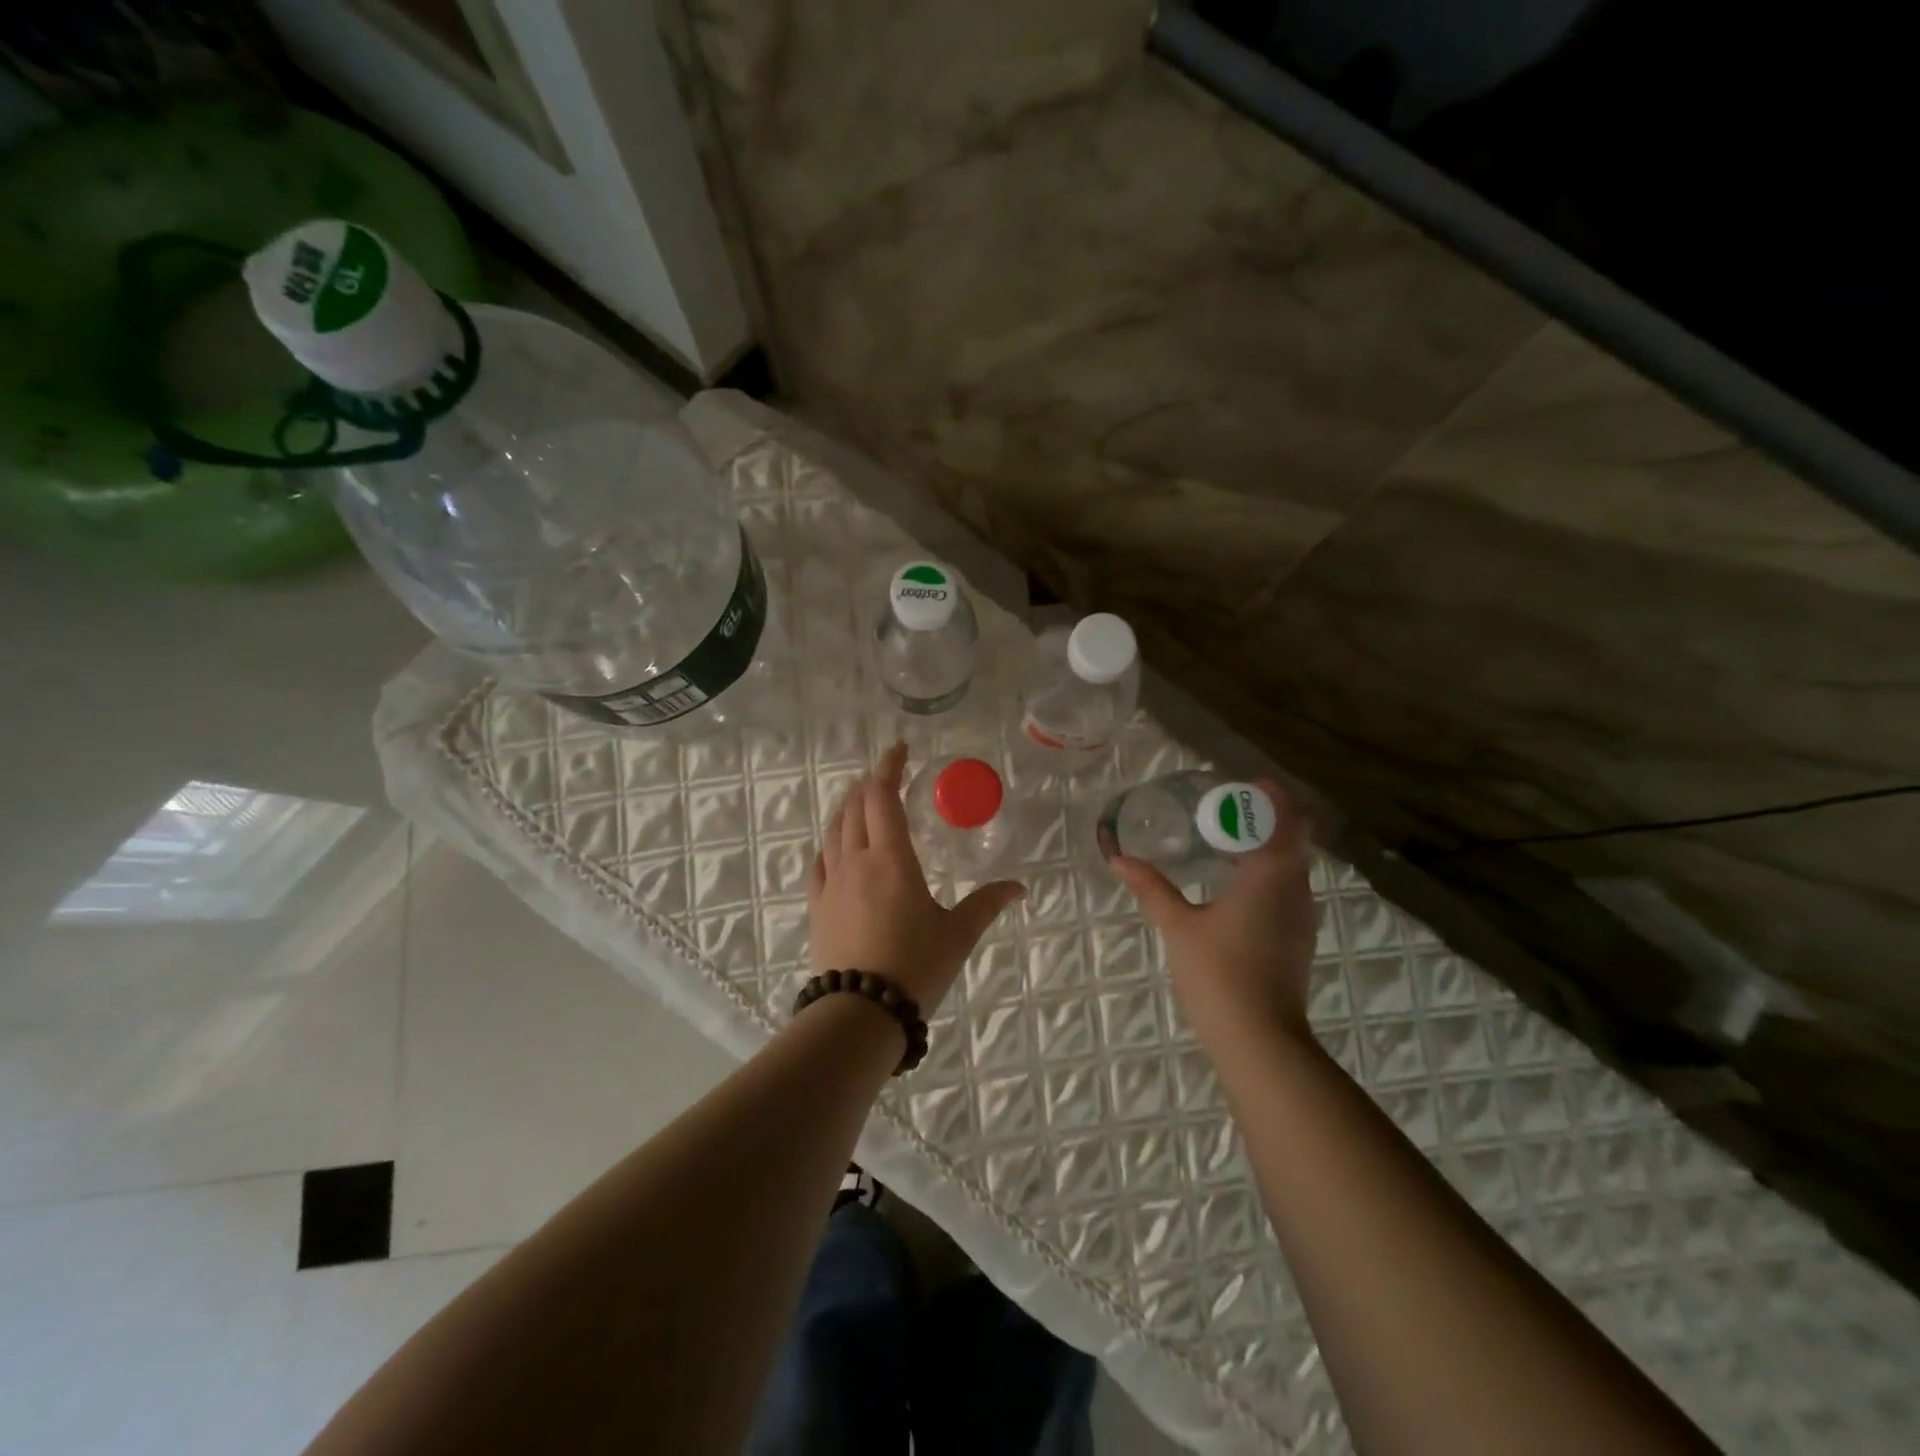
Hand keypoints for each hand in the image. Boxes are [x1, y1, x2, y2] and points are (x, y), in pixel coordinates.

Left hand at [808, 741, 1024, 1011]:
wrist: (860, 1014)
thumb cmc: (915, 967)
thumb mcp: (958, 934)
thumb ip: (986, 904)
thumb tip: (1019, 888)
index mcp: (892, 859)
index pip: (883, 797)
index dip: (889, 767)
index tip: (899, 749)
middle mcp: (857, 861)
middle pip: (855, 807)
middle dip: (869, 784)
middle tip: (885, 775)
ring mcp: (831, 883)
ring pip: (835, 830)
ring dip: (848, 808)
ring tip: (861, 800)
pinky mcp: (817, 906)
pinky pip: (819, 862)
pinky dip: (830, 843)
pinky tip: (834, 846)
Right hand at [1111, 778, 1318, 1050]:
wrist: (1260, 1038)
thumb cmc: (1218, 973)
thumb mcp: (1178, 925)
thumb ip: (1151, 887)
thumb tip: (1118, 858)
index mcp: (1271, 874)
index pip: (1287, 819)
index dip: (1272, 797)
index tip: (1245, 785)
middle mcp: (1296, 889)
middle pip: (1295, 839)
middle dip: (1267, 819)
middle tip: (1226, 812)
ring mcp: (1302, 916)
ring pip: (1294, 866)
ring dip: (1269, 847)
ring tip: (1227, 843)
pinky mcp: (1299, 938)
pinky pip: (1289, 889)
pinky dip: (1269, 874)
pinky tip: (1235, 886)